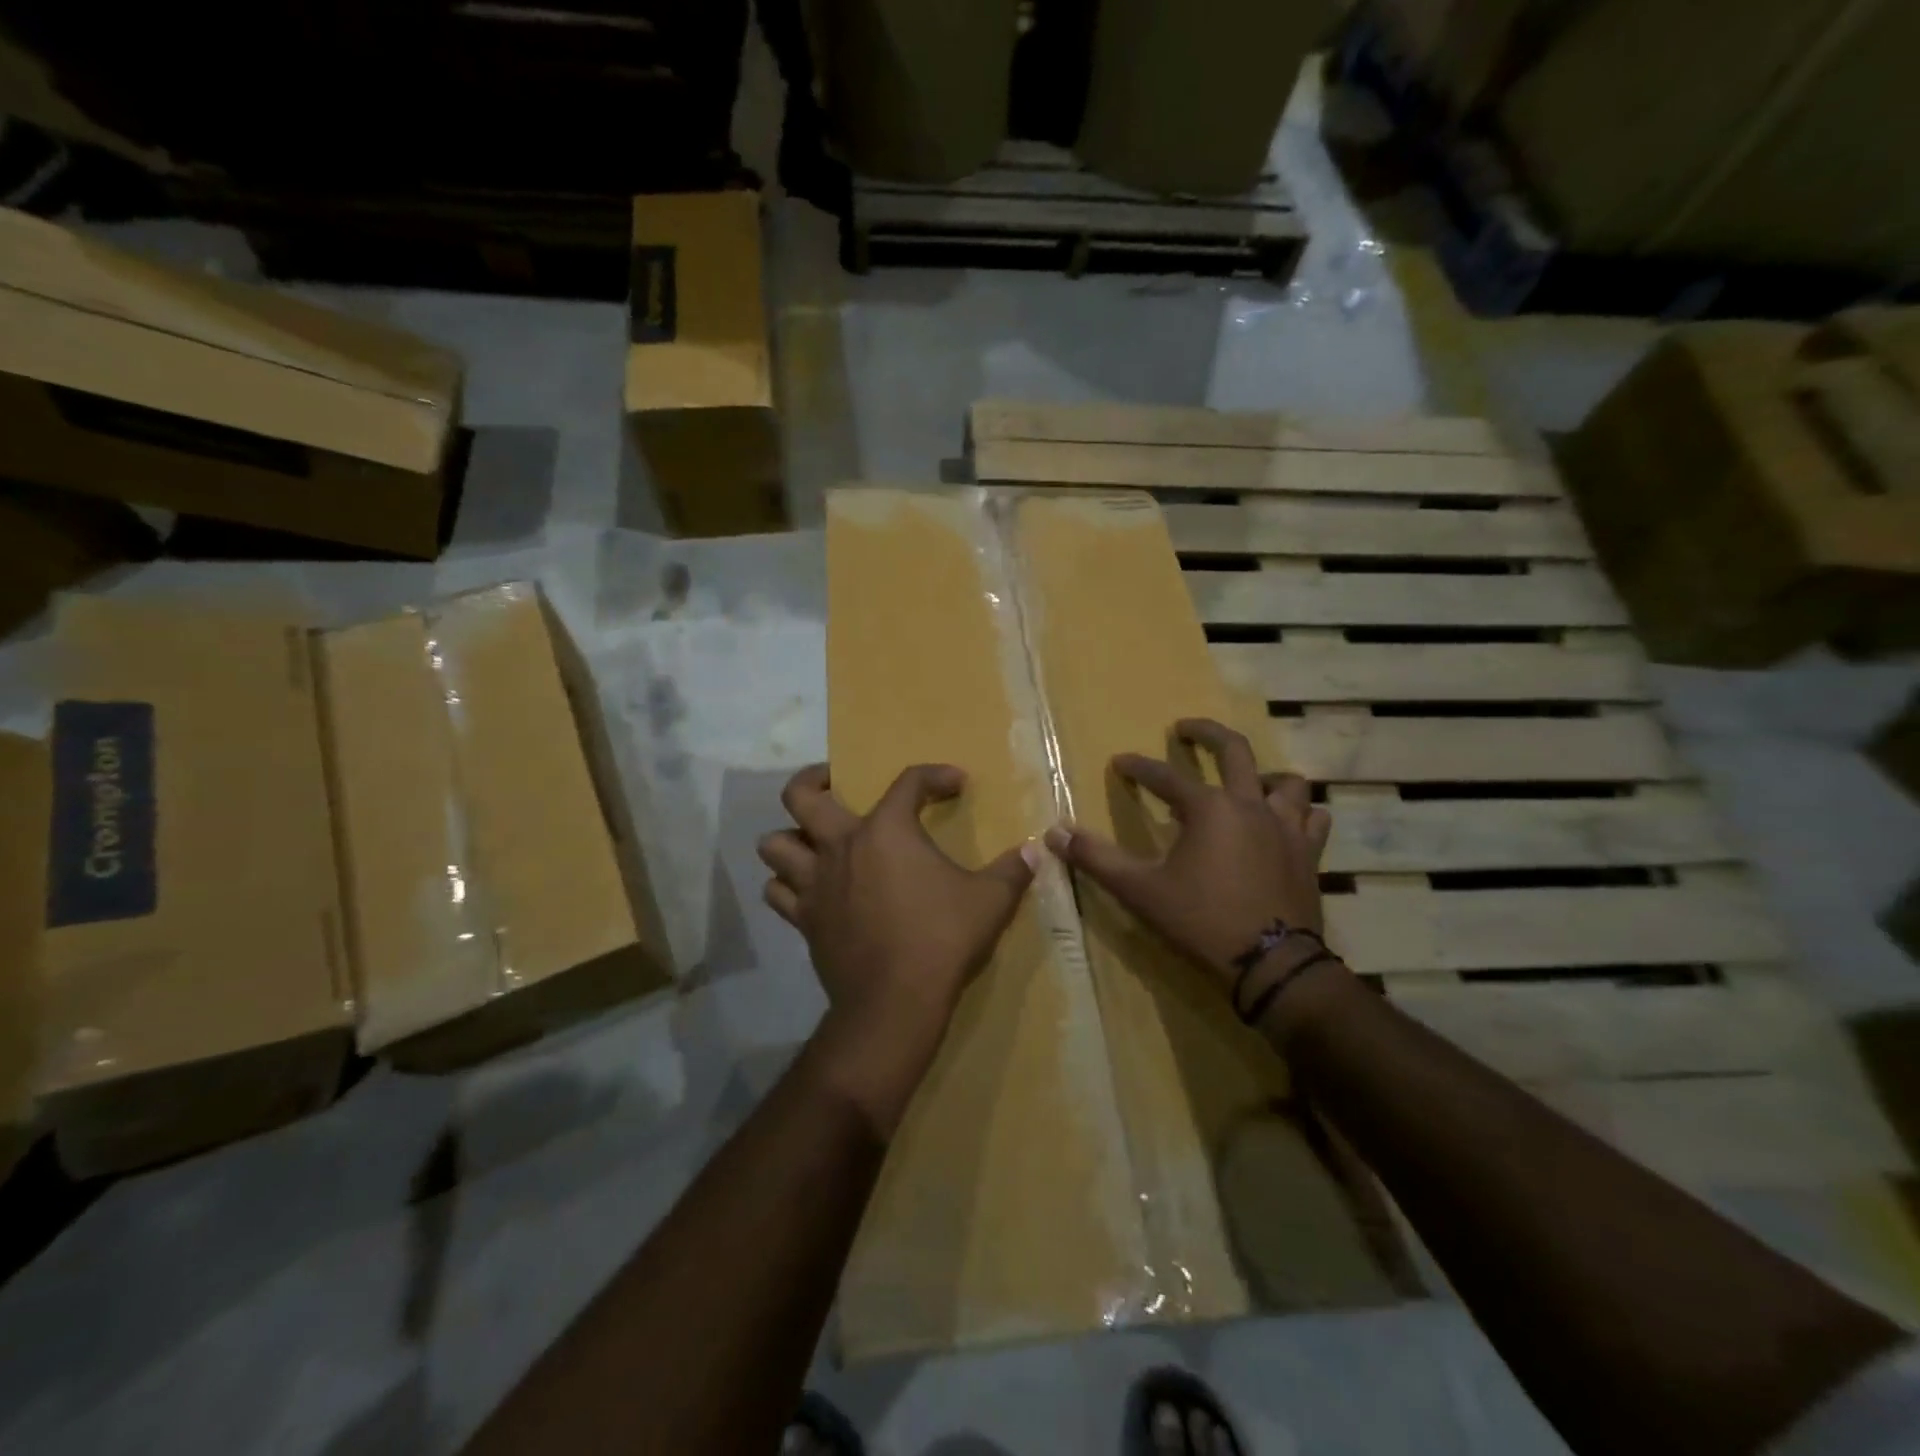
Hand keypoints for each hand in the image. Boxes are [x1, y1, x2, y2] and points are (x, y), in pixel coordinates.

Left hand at [759, 763, 1036, 1130]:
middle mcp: (841, 846)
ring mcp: (815, 884)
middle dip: (813, 780)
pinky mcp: (805, 920)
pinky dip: (787, 885)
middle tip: (833, 784)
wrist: (895, 1002)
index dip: (934, 775)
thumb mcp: (991, 901)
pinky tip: (808, 890)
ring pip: (775, 844)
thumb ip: (1013, 871)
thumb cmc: (943, 939)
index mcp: (887, 830)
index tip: (955, 784)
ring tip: (814, 841)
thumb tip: (1036, 851)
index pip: (908, 782)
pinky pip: (778, 893)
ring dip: (790, 838)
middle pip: (800, 796)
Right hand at [1044, 719, 1332, 990]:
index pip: (1165, 777)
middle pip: (1233, 750)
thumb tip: (1054, 832)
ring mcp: (1286, 827)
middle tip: (1185, 728)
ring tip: (1247, 781)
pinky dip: (1299, 813)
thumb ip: (1096, 858)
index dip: (1138, 768)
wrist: (1271, 964)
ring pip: (1285, 781)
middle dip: (1205, 733)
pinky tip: (1287, 821)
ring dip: (1263, 775)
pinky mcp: (1309, 853)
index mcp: (1208, 808)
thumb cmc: (1200, 921)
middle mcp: (1250, 805)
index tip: (1120, 762)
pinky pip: (1313, 818)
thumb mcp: (1140, 890)